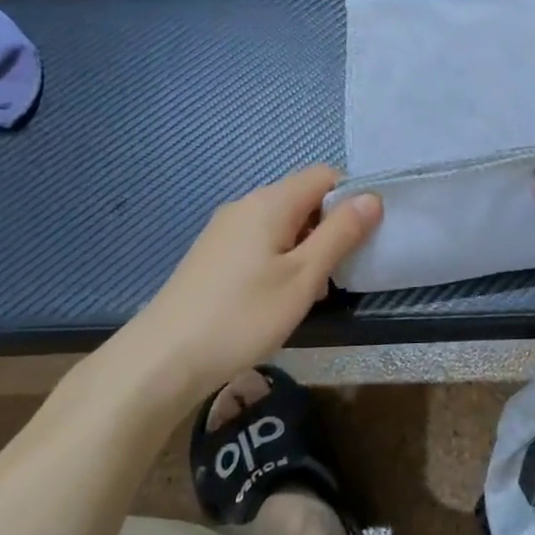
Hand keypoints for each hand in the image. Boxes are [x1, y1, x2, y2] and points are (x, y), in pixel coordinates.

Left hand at [128, 167, 380, 401]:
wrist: (162, 360)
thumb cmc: (243, 316)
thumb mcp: (304, 277)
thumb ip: (341, 234)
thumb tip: (372, 197)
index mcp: (270, 202)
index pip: (325, 174)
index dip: (352, 197)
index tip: (364, 236)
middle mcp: (245, 205)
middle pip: (303, 198)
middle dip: (330, 227)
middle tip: (338, 272)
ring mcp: (225, 230)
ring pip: (283, 223)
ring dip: (307, 247)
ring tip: (310, 292)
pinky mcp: (213, 255)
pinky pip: (261, 242)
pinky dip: (281, 259)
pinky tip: (277, 298)